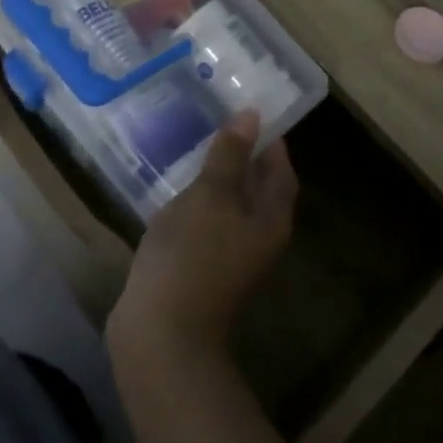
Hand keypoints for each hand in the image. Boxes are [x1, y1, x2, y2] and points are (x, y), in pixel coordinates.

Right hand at [107, 110, 297, 365]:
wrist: (161, 333)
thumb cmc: (193, 254)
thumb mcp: (212, 195)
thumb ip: (230, 155)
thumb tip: (252, 116)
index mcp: (271, 220)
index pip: (281, 170)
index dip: (269, 140)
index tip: (248, 109)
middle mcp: (258, 237)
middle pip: (257, 188)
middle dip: (241, 154)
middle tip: (216, 118)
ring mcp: (229, 256)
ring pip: (229, 205)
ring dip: (216, 176)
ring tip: (191, 143)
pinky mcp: (201, 266)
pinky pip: (206, 222)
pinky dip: (196, 200)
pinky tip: (173, 185)